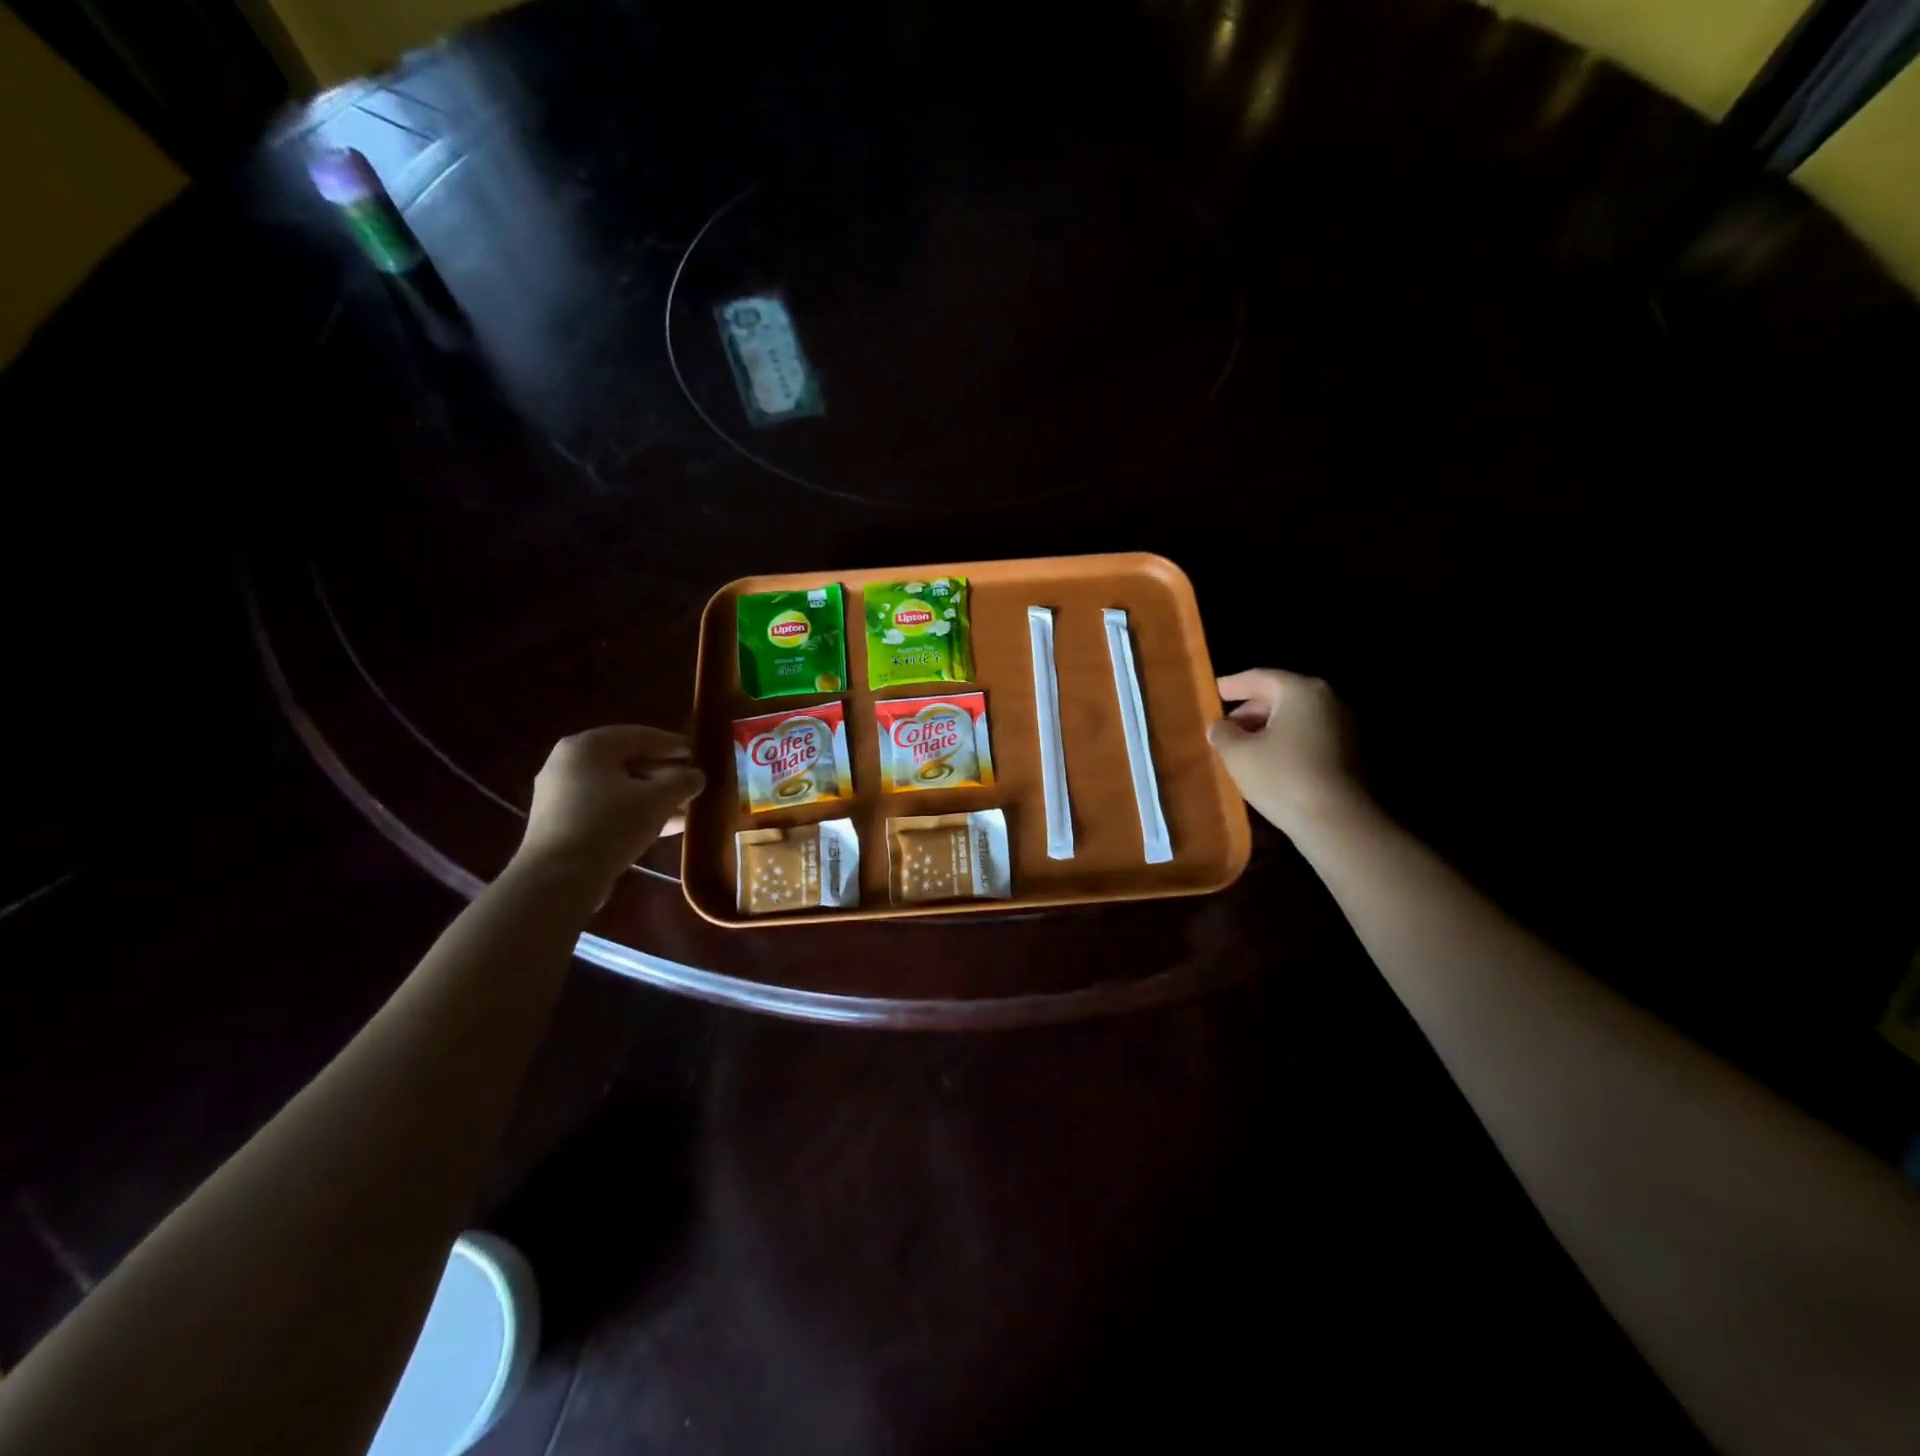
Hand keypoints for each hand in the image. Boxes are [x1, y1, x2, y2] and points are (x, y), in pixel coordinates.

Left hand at [514, 725, 705, 886]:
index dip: (672, 744)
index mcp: (588, 746)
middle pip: (627, 762)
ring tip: (684, 808)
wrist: (558, 879)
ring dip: (652, 797)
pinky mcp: (561, 823)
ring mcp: (561, 795)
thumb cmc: (610, 825)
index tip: (697, 754)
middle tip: (691, 783)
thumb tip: (697, 775)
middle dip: (663, 774)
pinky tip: (663, 827)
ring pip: (618, 788)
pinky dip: (633, 812)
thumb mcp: (657, 800)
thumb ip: (682, 782)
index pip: (639, 735)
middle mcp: (568, 763)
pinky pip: (605, 808)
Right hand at [1207, 670, 1366, 835]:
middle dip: (1250, 711)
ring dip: (1270, 730)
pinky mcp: (1357, 754)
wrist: (1341, 822)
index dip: (1231, 685)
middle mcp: (1330, 700)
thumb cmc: (1283, 777)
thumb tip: (1220, 726)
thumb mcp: (1238, 755)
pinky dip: (1290, 744)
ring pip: (1298, 719)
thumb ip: (1223, 734)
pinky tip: (1273, 764)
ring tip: (1245, 749)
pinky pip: (1313, 738)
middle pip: (1281, 696)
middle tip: (1225, 728)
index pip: (1259, 678)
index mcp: (1301, 690)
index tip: (1212, 691)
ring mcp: (1348, 726)